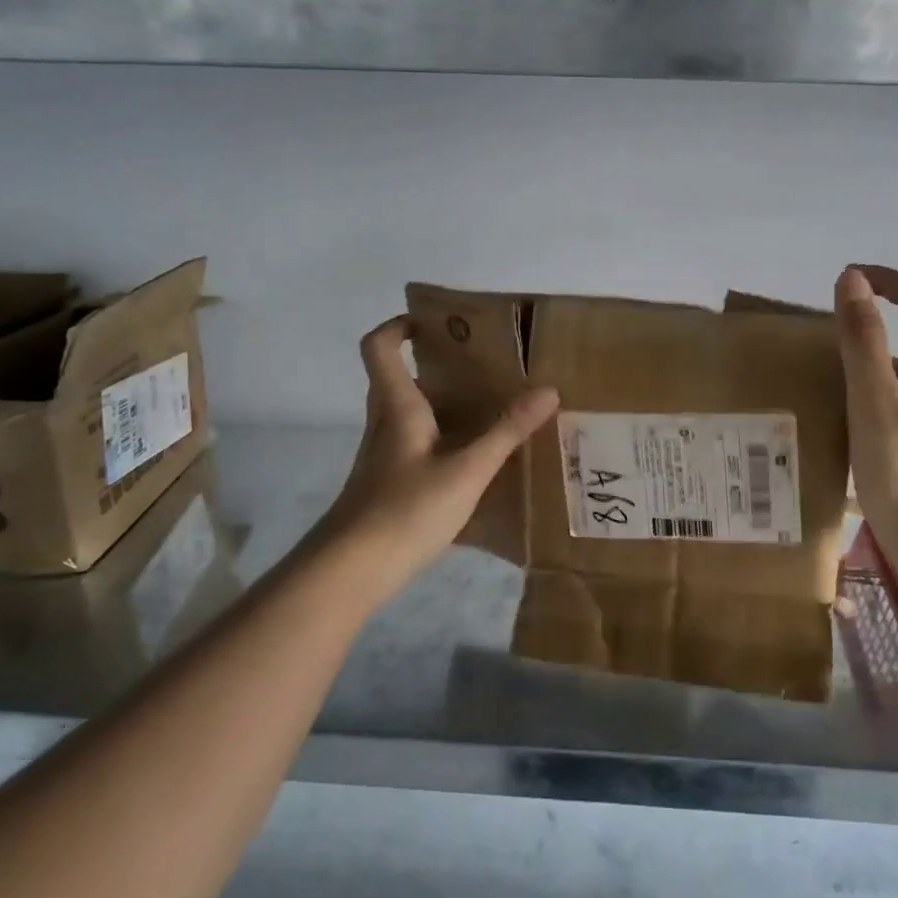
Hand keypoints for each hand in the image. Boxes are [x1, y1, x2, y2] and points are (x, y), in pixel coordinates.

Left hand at [316, 316, 557, 608]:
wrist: (349, 574)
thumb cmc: (405, 510)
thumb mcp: (467, 471)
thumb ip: (507, 431)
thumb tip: (548, 389)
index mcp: (397, 408)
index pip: (378, 347)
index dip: (398, 326)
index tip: (434, 323)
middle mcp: (384, 425)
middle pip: (395, 379)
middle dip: (431, 364)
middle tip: (477, 365)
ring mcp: (383, 458)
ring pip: (407, 414)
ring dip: (439, 403)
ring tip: (486, 406)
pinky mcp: (387, 486)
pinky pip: (414, 446)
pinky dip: (441, 440)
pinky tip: (473, 461)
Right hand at [835, 265, 897, 554]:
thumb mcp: (874, 397)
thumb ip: (863, 337)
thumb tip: (853, 278)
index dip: (888, 279)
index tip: (847, 278)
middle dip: (872, 317)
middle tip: (822, 328)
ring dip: (867, 356)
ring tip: (820, 368)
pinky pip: (895, 398)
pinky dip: (867, 389)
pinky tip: (839, 413)